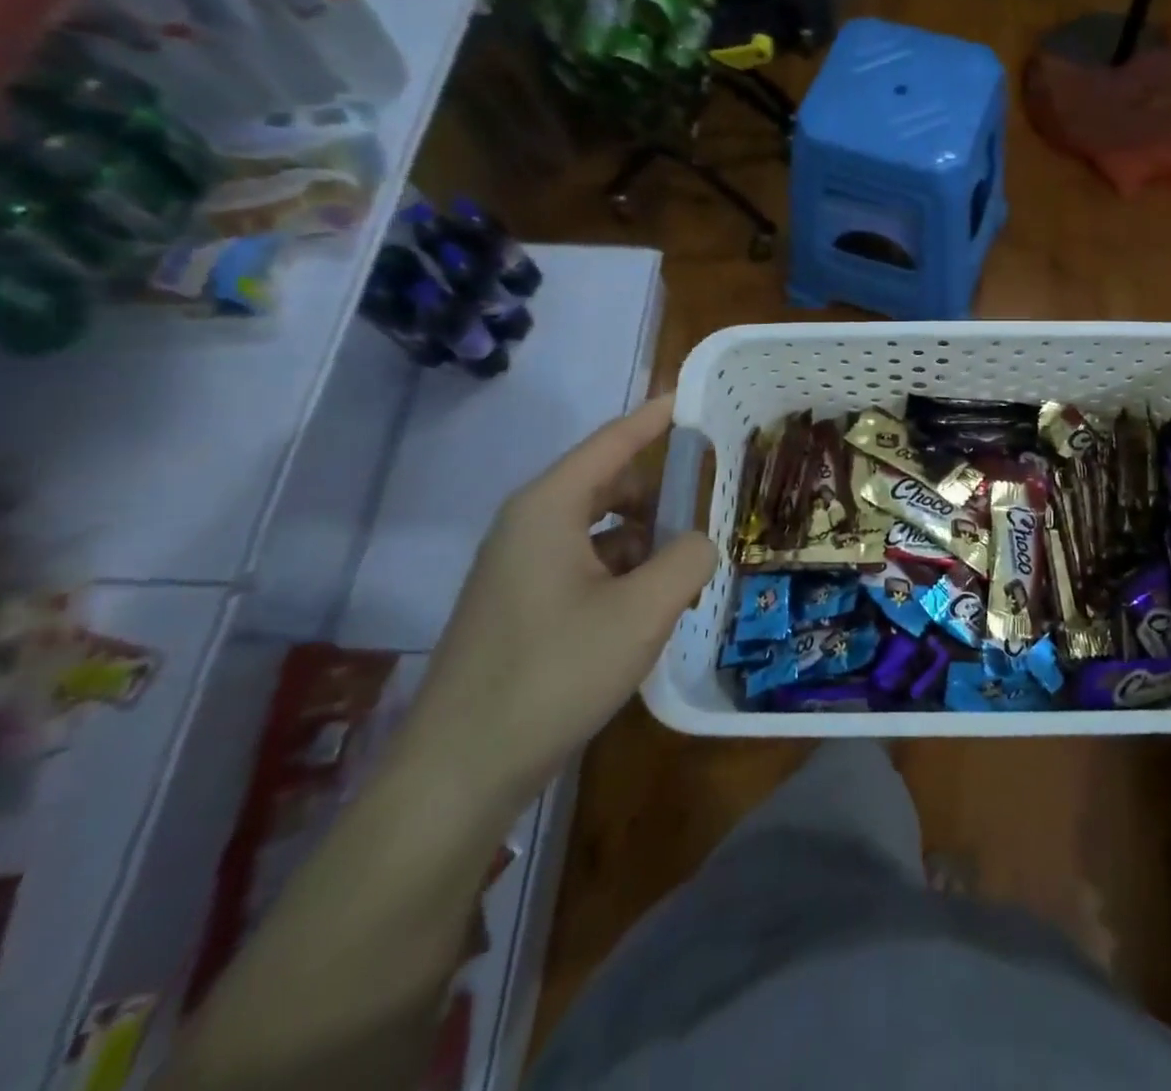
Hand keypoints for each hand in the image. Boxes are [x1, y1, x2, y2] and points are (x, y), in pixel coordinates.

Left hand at [395, 395, 717, 823]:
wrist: (460, 771)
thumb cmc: (553, 673)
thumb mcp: (642, 612)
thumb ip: (688, 560)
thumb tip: (701, 542)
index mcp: (549, 508)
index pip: (612, 443)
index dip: (654, 418)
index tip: (692, 399)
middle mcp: (528, 526)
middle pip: (606, 483)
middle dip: (658, 488)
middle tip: (710, 496)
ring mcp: (519, 568)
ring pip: (598, 528)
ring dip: (644, 535)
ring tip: (690, 560)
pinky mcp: (521, 606)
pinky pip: (584, 563)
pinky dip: (623, 568)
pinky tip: (653, 601)